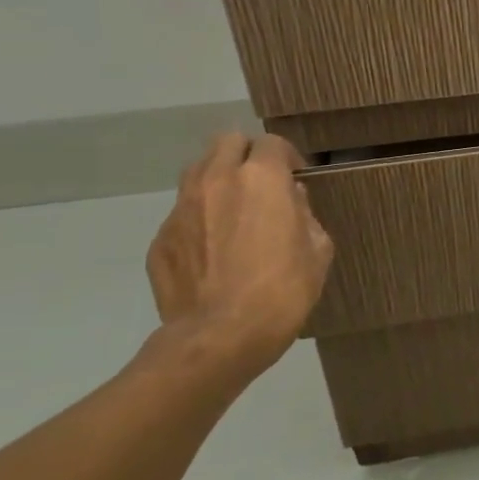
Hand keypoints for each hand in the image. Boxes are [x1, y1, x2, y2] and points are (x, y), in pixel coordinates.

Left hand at [145, 133, 333, 385]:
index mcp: (261, 178)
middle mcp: (217, 181)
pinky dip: (199, 220)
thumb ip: (305, 214)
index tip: (296, 178)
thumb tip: (291, 200)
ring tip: (233, 211)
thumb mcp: (318, 251)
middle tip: (261, 184)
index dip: (287, 157)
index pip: (272, 143)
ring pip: (197, 171)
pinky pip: (183, 214)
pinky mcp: (160, 239)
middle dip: (246, 155)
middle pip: (227, 142)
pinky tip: (212, 251)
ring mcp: (181, 208)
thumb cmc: (283, 290)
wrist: (220, 337)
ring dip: (217, 180)